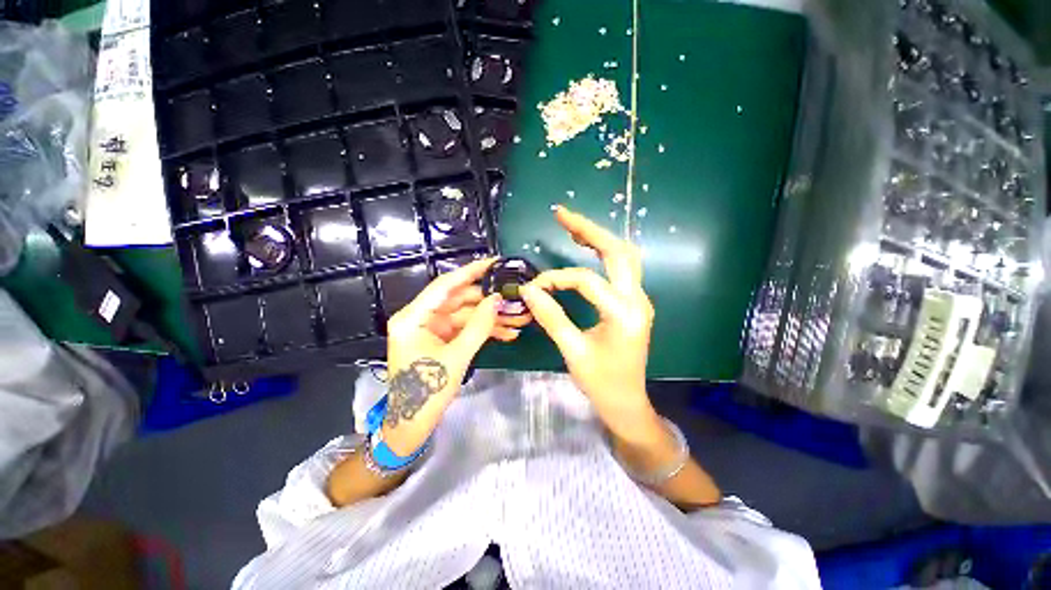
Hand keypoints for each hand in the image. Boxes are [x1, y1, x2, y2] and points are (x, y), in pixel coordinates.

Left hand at [382, 258, 529, 453]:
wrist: (412, 425)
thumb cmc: (427, 393)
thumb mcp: (457, 357)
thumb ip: (479, 326)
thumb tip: (497, 299)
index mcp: (413, 318)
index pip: (445, 286)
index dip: (470, 272)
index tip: (493, 263)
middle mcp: (420, 317)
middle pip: (459, 300)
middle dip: (488, 301)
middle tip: (514, 297)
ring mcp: (431, 329)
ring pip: (465, 315)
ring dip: (490, 318)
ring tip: (518, 318)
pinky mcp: (440, 339)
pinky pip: (464, 328)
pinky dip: (483, 330)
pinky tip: (507, 333)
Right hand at [518, 206, 657, 440]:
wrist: (627, 403)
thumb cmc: (601, 383)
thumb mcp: (573, 351)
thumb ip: (551, 317)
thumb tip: (528, 289)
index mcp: (624, 314)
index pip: (586, 281)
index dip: (556, 279)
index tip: (534, 288)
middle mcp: (637, 300)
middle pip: (618, 251)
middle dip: (589, 229)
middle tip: (562, 214)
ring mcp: (639, 299)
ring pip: (624, 256)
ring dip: (599, 238)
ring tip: (573, 226)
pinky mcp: (633, 302)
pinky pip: (622, 269)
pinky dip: (604, 253)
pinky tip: (587, 247)